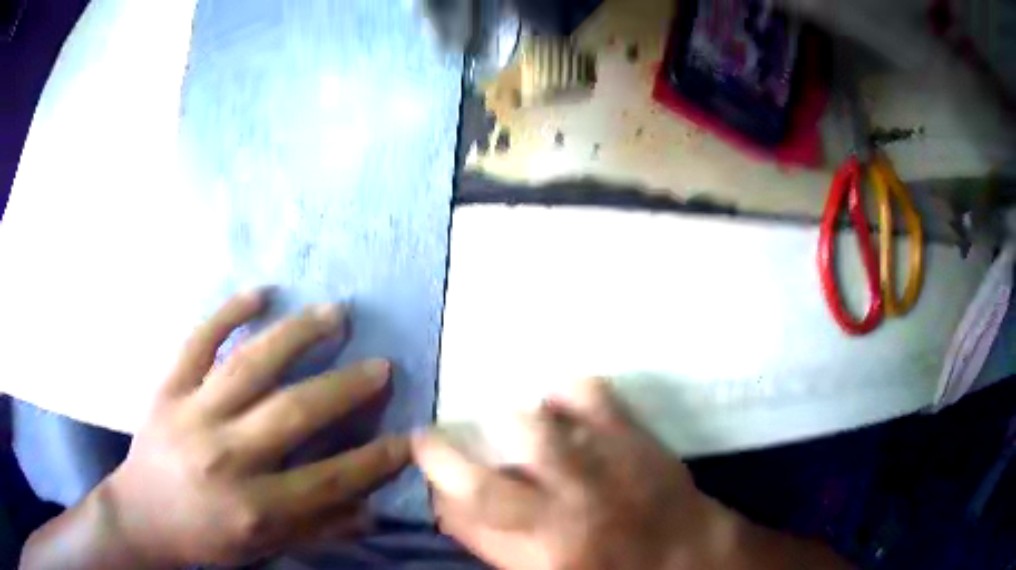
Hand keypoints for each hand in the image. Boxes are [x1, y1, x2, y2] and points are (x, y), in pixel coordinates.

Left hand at [87, 291, 407, 566]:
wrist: (142, 517)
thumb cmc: (206, 540)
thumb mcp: (265, 549)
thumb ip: (318, 529)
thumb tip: (371, 509)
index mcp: (254, 507)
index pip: (330, 480)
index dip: (376, 459)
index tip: (409, 437)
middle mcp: (226, 456)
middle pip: (294, 413)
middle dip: (346, 388)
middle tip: (382, 365)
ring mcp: (193, 414)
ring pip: (250, 365)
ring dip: (297, 335)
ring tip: (335, 313)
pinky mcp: (168, 388)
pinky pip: (198, 341)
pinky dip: (228, 312)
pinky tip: (261, 293)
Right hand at [412, 379, 725, 569]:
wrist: (688, 554)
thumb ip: (496, 546)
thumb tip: (454, 508)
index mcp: (539, 558)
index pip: (465, 527)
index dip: (438, 497)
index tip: (428, 475)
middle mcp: (561, 516)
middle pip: (483, 486)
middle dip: (443, 458)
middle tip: (429, 439)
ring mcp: (599, 471)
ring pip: (531, 432)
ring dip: (506, 424)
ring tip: (503, 423)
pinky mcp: (631, 437)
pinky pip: (589, 395)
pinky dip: (565, 391)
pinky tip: (558, 400)